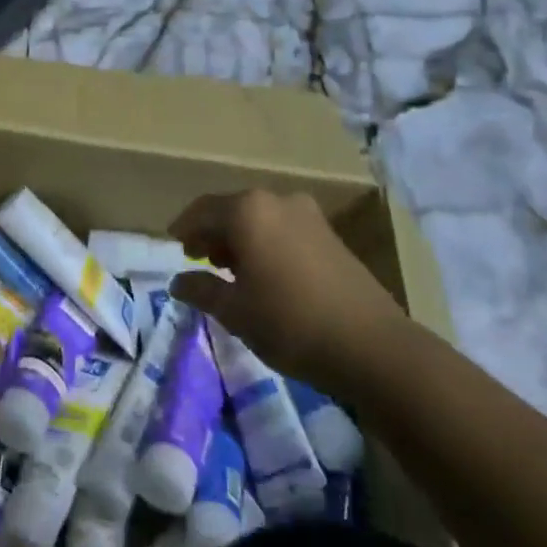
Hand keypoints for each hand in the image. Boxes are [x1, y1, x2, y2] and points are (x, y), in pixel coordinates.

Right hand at [167, 190, 411, 393]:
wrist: (373, 346)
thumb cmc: (290, 323)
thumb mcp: (235, 312)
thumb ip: (202, 290)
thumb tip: (178, 282)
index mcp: (247, 211)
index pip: (202, 210)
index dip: (184, 228)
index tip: (174, 246)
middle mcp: (276, 200)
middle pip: (232, 210)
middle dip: (213, 233)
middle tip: (199, 259)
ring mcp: (308, 215)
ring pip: (260, 219)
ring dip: (241, 238)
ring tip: (232, 271)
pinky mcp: (330, 234)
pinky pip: (283, 229)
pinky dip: (266, 243)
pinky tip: (266, 274)